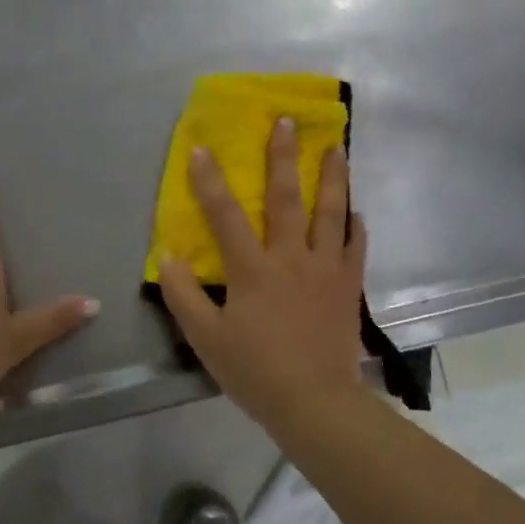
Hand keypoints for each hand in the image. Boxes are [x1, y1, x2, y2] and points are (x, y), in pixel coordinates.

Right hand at [157, 117, 367, 426]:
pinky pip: (356, 247)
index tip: (201, 148)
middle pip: (286, 198)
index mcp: (253, 269)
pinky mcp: (348, 286)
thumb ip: (184, 296)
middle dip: (283, 156)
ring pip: (331, 212)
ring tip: (336, 147)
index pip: (226, 215)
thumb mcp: (206, 339)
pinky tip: (356, 211)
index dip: (210, 181)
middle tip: (287, 121)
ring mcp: (326, 269)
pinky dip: (355, 226)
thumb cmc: (256, 371)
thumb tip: (168, 257)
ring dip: (332, 177)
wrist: (315, 403)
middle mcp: (292, 258)